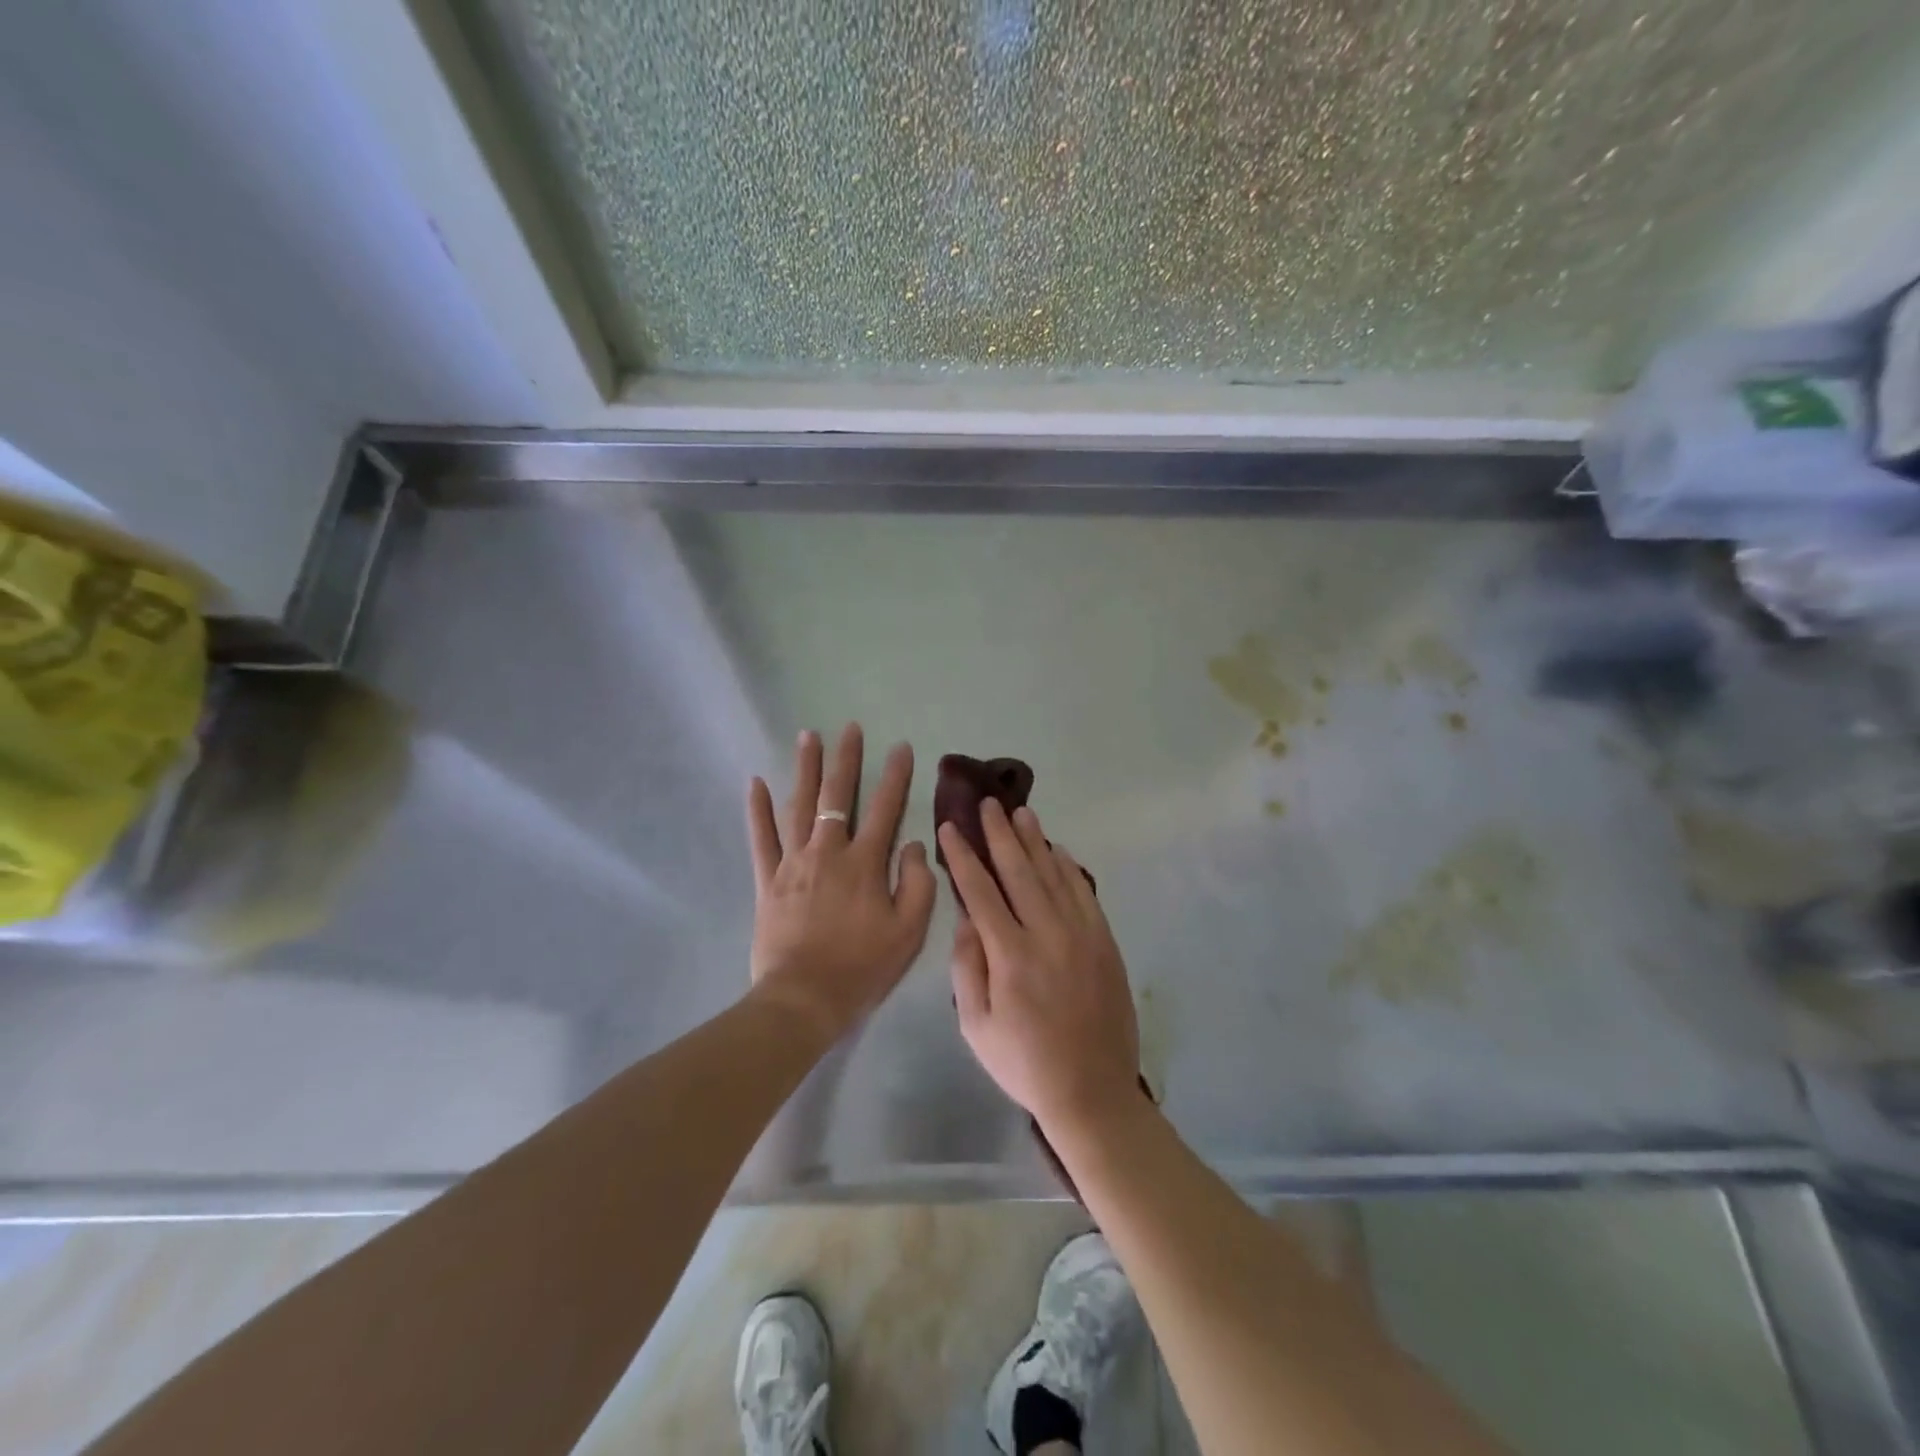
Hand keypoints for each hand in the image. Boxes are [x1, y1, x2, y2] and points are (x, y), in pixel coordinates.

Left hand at [747, 724, 935, 1039]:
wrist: (804, 998)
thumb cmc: (862, 967)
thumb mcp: (909, 932)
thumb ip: (918, 884)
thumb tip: (914, 844)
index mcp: (865, 863)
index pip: (884, 808)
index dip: (894, 776)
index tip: (900, 747)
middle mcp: (828, 852)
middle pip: (837, 796)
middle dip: (846, 759)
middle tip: (849, 727)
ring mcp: (793, 863)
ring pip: (798, 806)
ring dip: (804, 769)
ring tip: (808, 736)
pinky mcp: (767, 881)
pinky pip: (761, 838)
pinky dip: (758, 810)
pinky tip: (756, 783)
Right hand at [941, 799, 1141, 1136]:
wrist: (1092, 1090)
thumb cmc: (1024, 1063)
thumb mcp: (976, 1026)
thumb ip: (968, 967)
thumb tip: (966, 919)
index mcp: (1010, 955)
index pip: (980, 892)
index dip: (963, 857)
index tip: (950, 828)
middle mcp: (1047, 934)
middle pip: (1020, 871)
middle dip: (1000, 834)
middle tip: (988, 803)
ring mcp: (1081, 935)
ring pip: (1054, 874)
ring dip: (1036, 841)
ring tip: (1021, 812)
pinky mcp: (1104, 942)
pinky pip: (1084, 893)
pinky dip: (1069, 868)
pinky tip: (1058, 850)